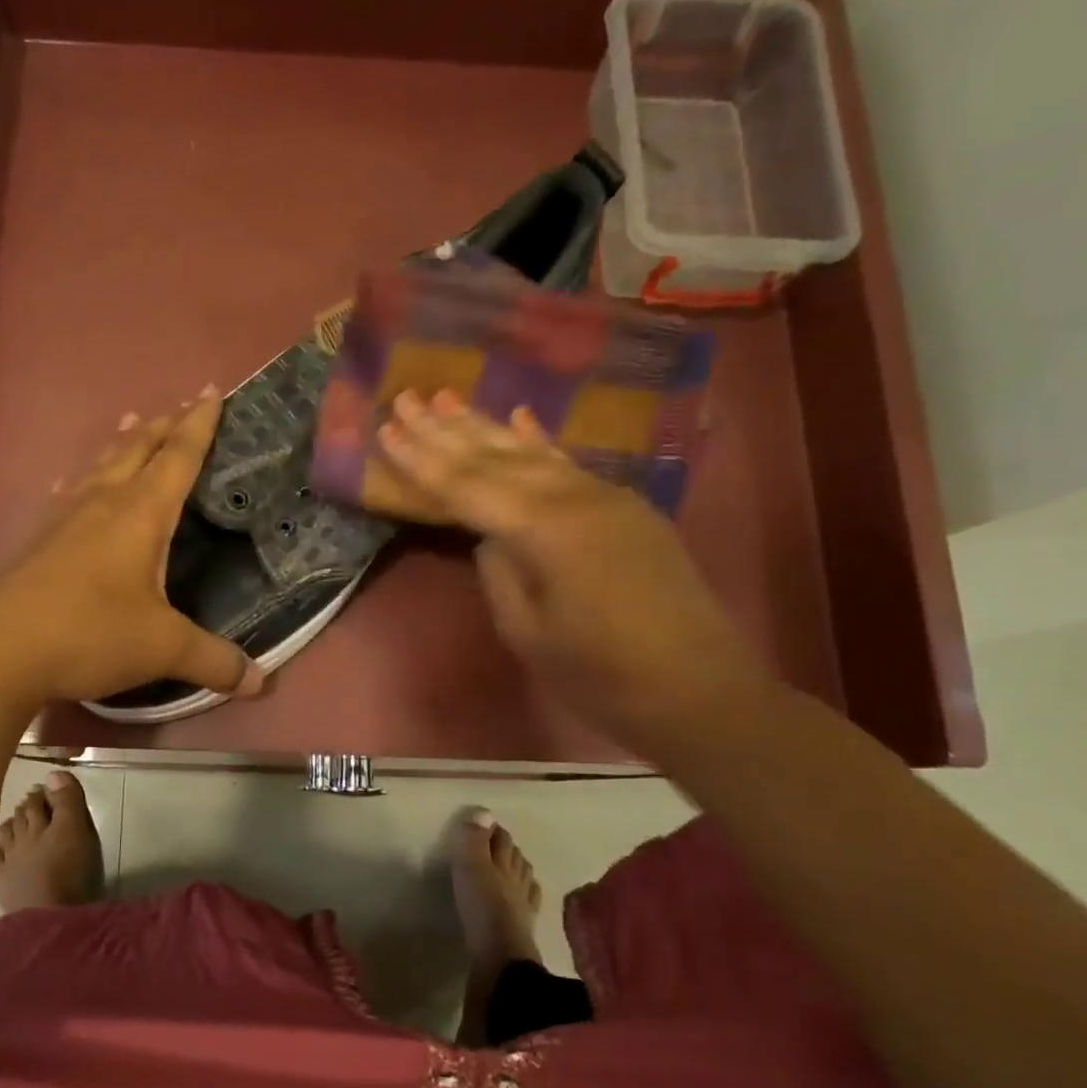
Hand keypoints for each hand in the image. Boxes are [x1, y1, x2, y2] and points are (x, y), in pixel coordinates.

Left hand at [0, 389, 263, 707]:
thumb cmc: (89, 635)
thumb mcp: (163, 649)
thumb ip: (214, 660)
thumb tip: (259, 681)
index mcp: (139, 515)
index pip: (177, 457)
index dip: (199, 425)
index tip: (213, 391)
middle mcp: (101, 504)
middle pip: (137, 450)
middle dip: (164, 425)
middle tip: (183, 405)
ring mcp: (63, 520)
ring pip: (98, 466)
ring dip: (121, 443)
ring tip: (132, 422)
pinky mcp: (37, 542)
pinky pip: (66, 495)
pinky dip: (79, 480)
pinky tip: (70, 484)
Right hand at [375, 389, 770, 751]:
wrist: (701, 690)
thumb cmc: (602, 674)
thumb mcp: (528, 631)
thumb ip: (500, 572)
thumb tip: (489, 536)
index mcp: (543, 530)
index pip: (466, 486)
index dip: (421, 459)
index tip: (385, 429)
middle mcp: (573, 498)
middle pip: (495, 457)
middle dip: (445, 429)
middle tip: (404, 397)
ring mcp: (605, 497)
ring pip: (531, 452)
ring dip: (485, 426)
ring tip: (447, 397)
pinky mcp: (624, 509)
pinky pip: (569, 465)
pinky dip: (539, 441)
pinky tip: (521, 417)